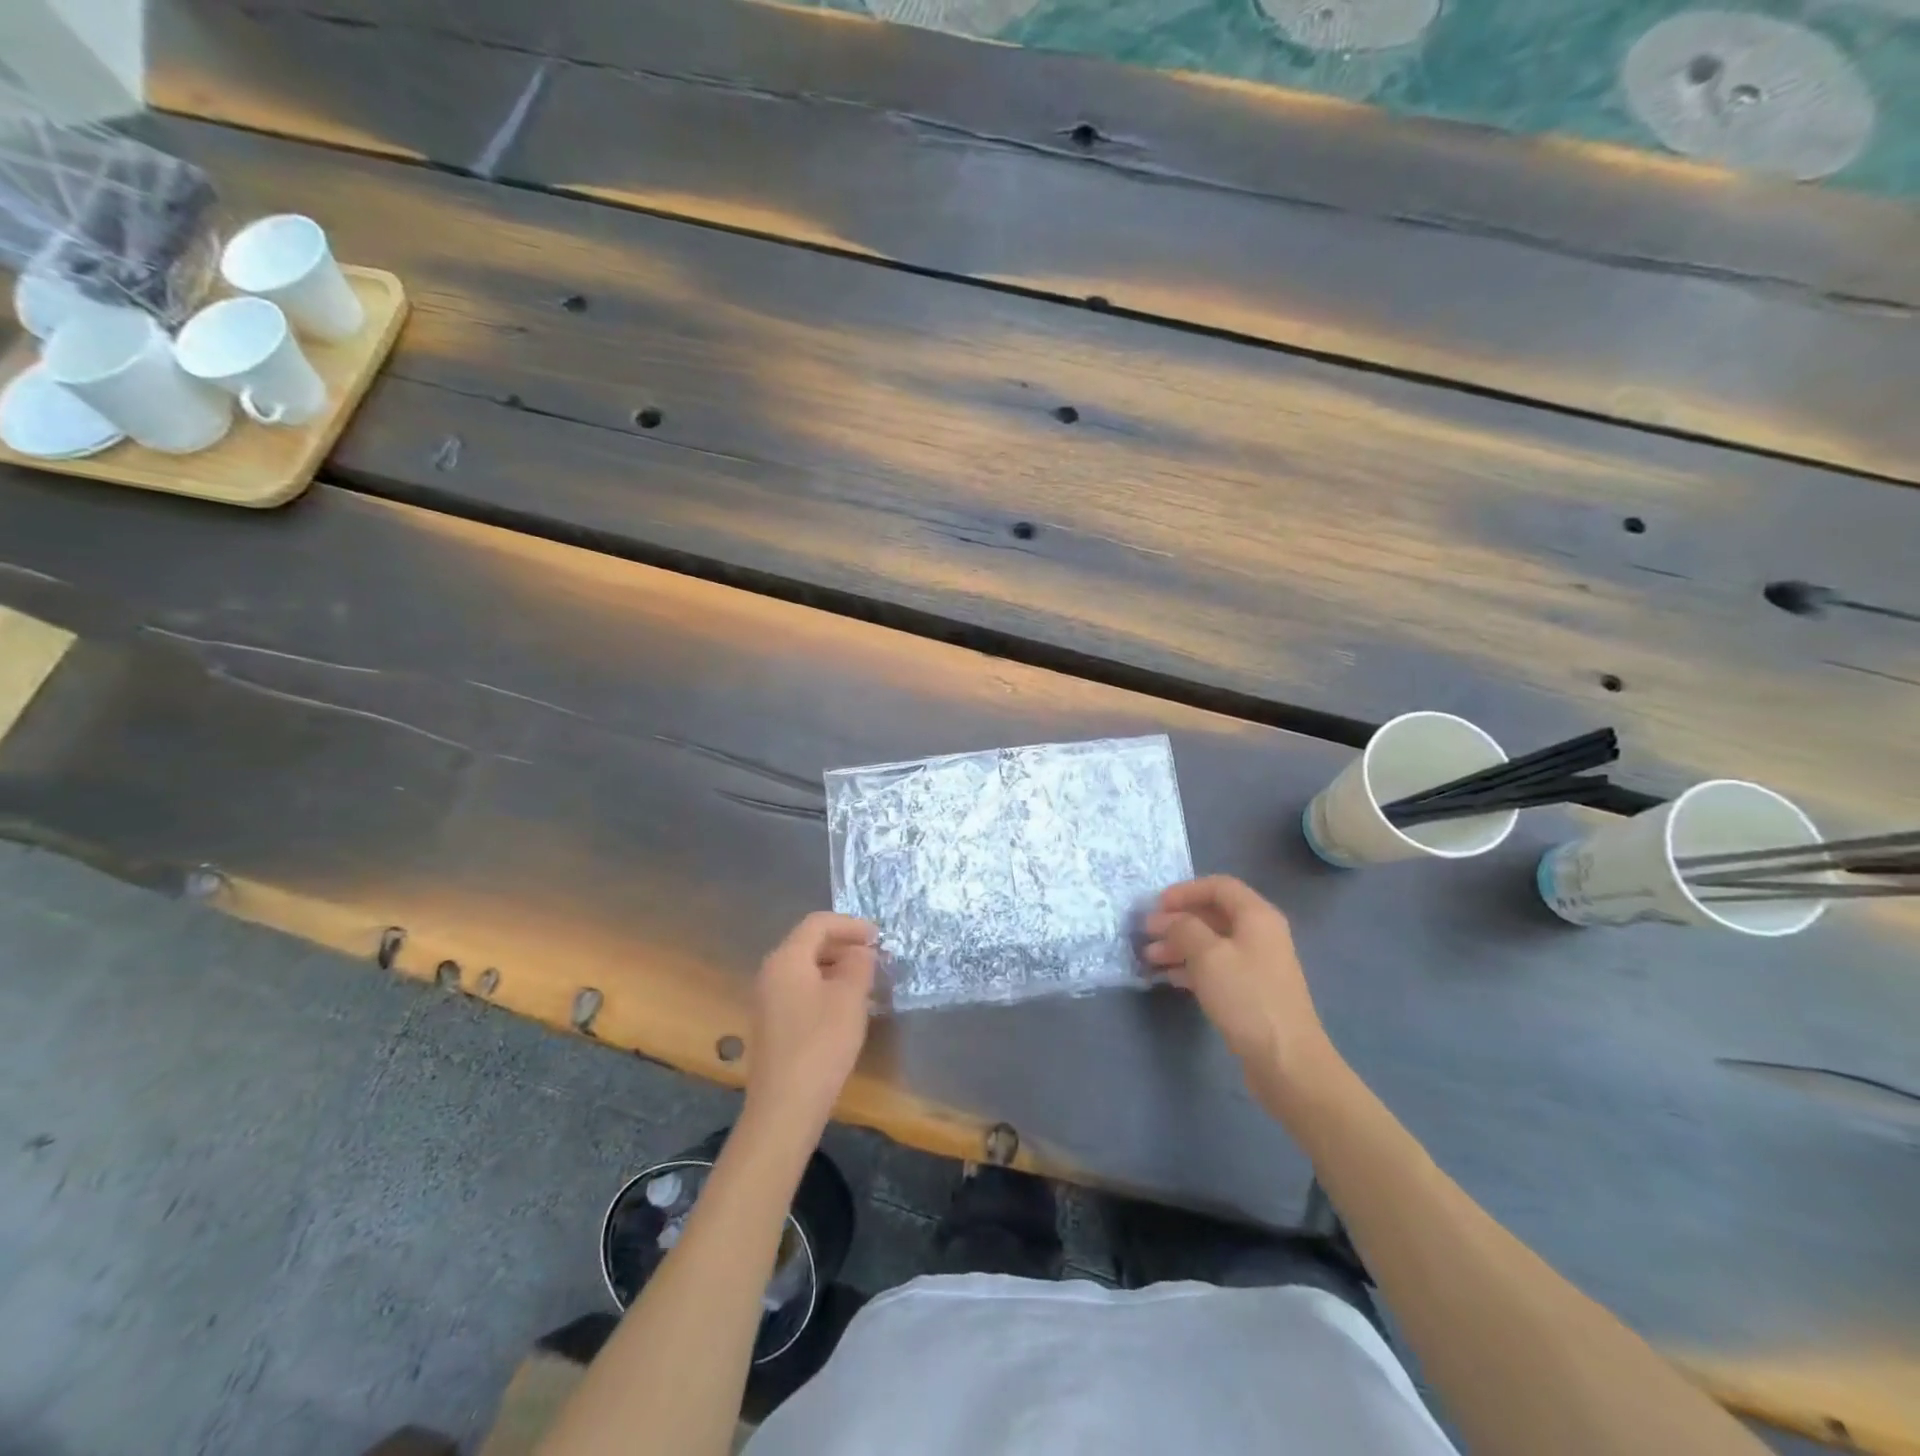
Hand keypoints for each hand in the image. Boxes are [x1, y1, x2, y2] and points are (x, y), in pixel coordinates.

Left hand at [744, 913, 878, 1137]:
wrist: (785, 1106)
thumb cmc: (821, 1043)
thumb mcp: (850, 997)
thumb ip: (859, 964)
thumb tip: (860, 952)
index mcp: (786, 959)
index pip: (818, 923)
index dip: (850, 924)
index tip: (879, 937)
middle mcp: (771, 972)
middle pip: (809, 943)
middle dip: (844, 945)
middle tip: (875, 958)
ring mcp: (767, 1000)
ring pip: (805, 968)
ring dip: (836, 967)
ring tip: (866, 982)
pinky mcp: (771, 1024)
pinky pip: (800, 990)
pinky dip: (825, 987)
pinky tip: (845, 1007)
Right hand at [1144, 877, 1338, 1108]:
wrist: (1287, 1061)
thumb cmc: (1247, 998)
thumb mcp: (1208, 955)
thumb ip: (1183, 928)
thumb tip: (1166, 919)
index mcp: (1256, 916)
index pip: (1218, 886)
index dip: (1184, 891)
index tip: (1155, 907)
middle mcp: (1260, 934)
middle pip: (1213, 914)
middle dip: (1177, 921)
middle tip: (1147, 934)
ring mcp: (1257, 964)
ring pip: (1212, 942)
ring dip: (1179, 945)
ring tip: (1150, 958)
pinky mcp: (1251, 991)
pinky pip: (1217, 967)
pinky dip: (1191, 967)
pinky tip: (1169, 978)